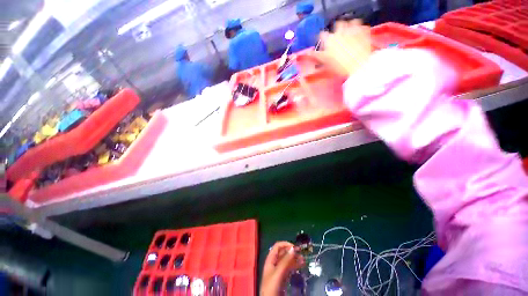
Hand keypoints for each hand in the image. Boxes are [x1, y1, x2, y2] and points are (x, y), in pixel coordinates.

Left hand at [260, 242, 304, 295]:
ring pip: (287, 261)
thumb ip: (285, 261)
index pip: (277, 246)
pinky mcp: (283, 277)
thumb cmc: (271, 286)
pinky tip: (301, 265)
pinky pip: (289, 268)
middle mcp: (274, 262)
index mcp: (271, 259)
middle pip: (283, 253)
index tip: (295, 247)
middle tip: (301, 252)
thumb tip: (293, 248)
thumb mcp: (278, 272)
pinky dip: (295, 265)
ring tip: (303, 259)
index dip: (285, 244)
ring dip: (295, 258)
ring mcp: (279, 270)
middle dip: (291, 251)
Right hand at [311, 19, 371, 76]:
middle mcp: (340, 31)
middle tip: (339, 38)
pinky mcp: (363, 31)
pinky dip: (360, 30)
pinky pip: (361, 26)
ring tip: (350, 35)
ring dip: (349, 27)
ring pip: (350, 22)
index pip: (322, 35)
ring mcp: (353, 29)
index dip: (322, 38)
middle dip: (337, 30)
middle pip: (337, 25)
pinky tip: (359, 36)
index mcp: (329, 39)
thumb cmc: (340, 67)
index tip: (324, 43)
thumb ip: (316, 56)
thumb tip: (308, 53)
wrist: (359, 65)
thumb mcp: (325, 63)